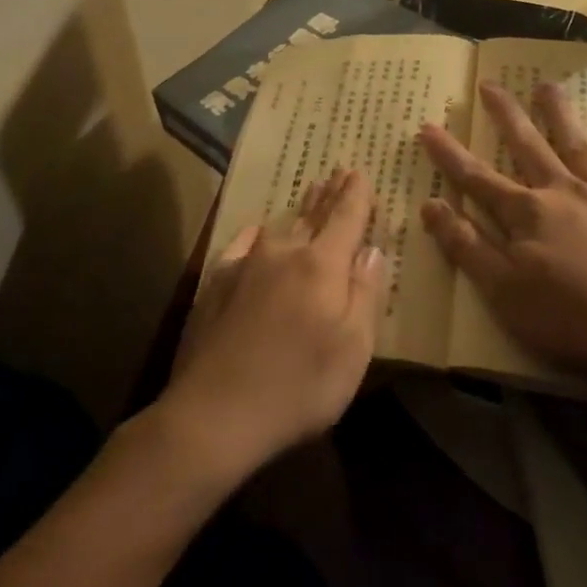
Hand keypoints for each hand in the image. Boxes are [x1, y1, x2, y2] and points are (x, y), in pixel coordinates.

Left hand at [159, 170, 383, 483]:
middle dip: (330, 195)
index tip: (361, 173)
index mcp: (322, 265)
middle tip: (339, 173)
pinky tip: (258, 231)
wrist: (215, 413)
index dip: (357, 195)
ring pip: (280, 227)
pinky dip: (257, 235)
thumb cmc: (299, 385)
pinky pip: (243, 245)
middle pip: (313, 216)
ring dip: (299, 210)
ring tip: (310, 192)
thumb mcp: (354, 348)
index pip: (346, 217)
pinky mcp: (215, 284)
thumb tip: (372, 249)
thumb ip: (365, 293)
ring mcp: (245, 266)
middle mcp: (284, 253)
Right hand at [419, 81, 586, 383]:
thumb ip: (466, 245)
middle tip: (490, 83)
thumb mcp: (502, 291)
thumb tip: (430, 204)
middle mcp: (562, 193)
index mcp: (526, 214)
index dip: (449, 154)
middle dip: (505, 115)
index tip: (428, 125)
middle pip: (528, 147)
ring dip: (559, 115)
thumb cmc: (569, 318)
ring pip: (577, 146)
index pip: (477, 178)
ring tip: (546, 86)